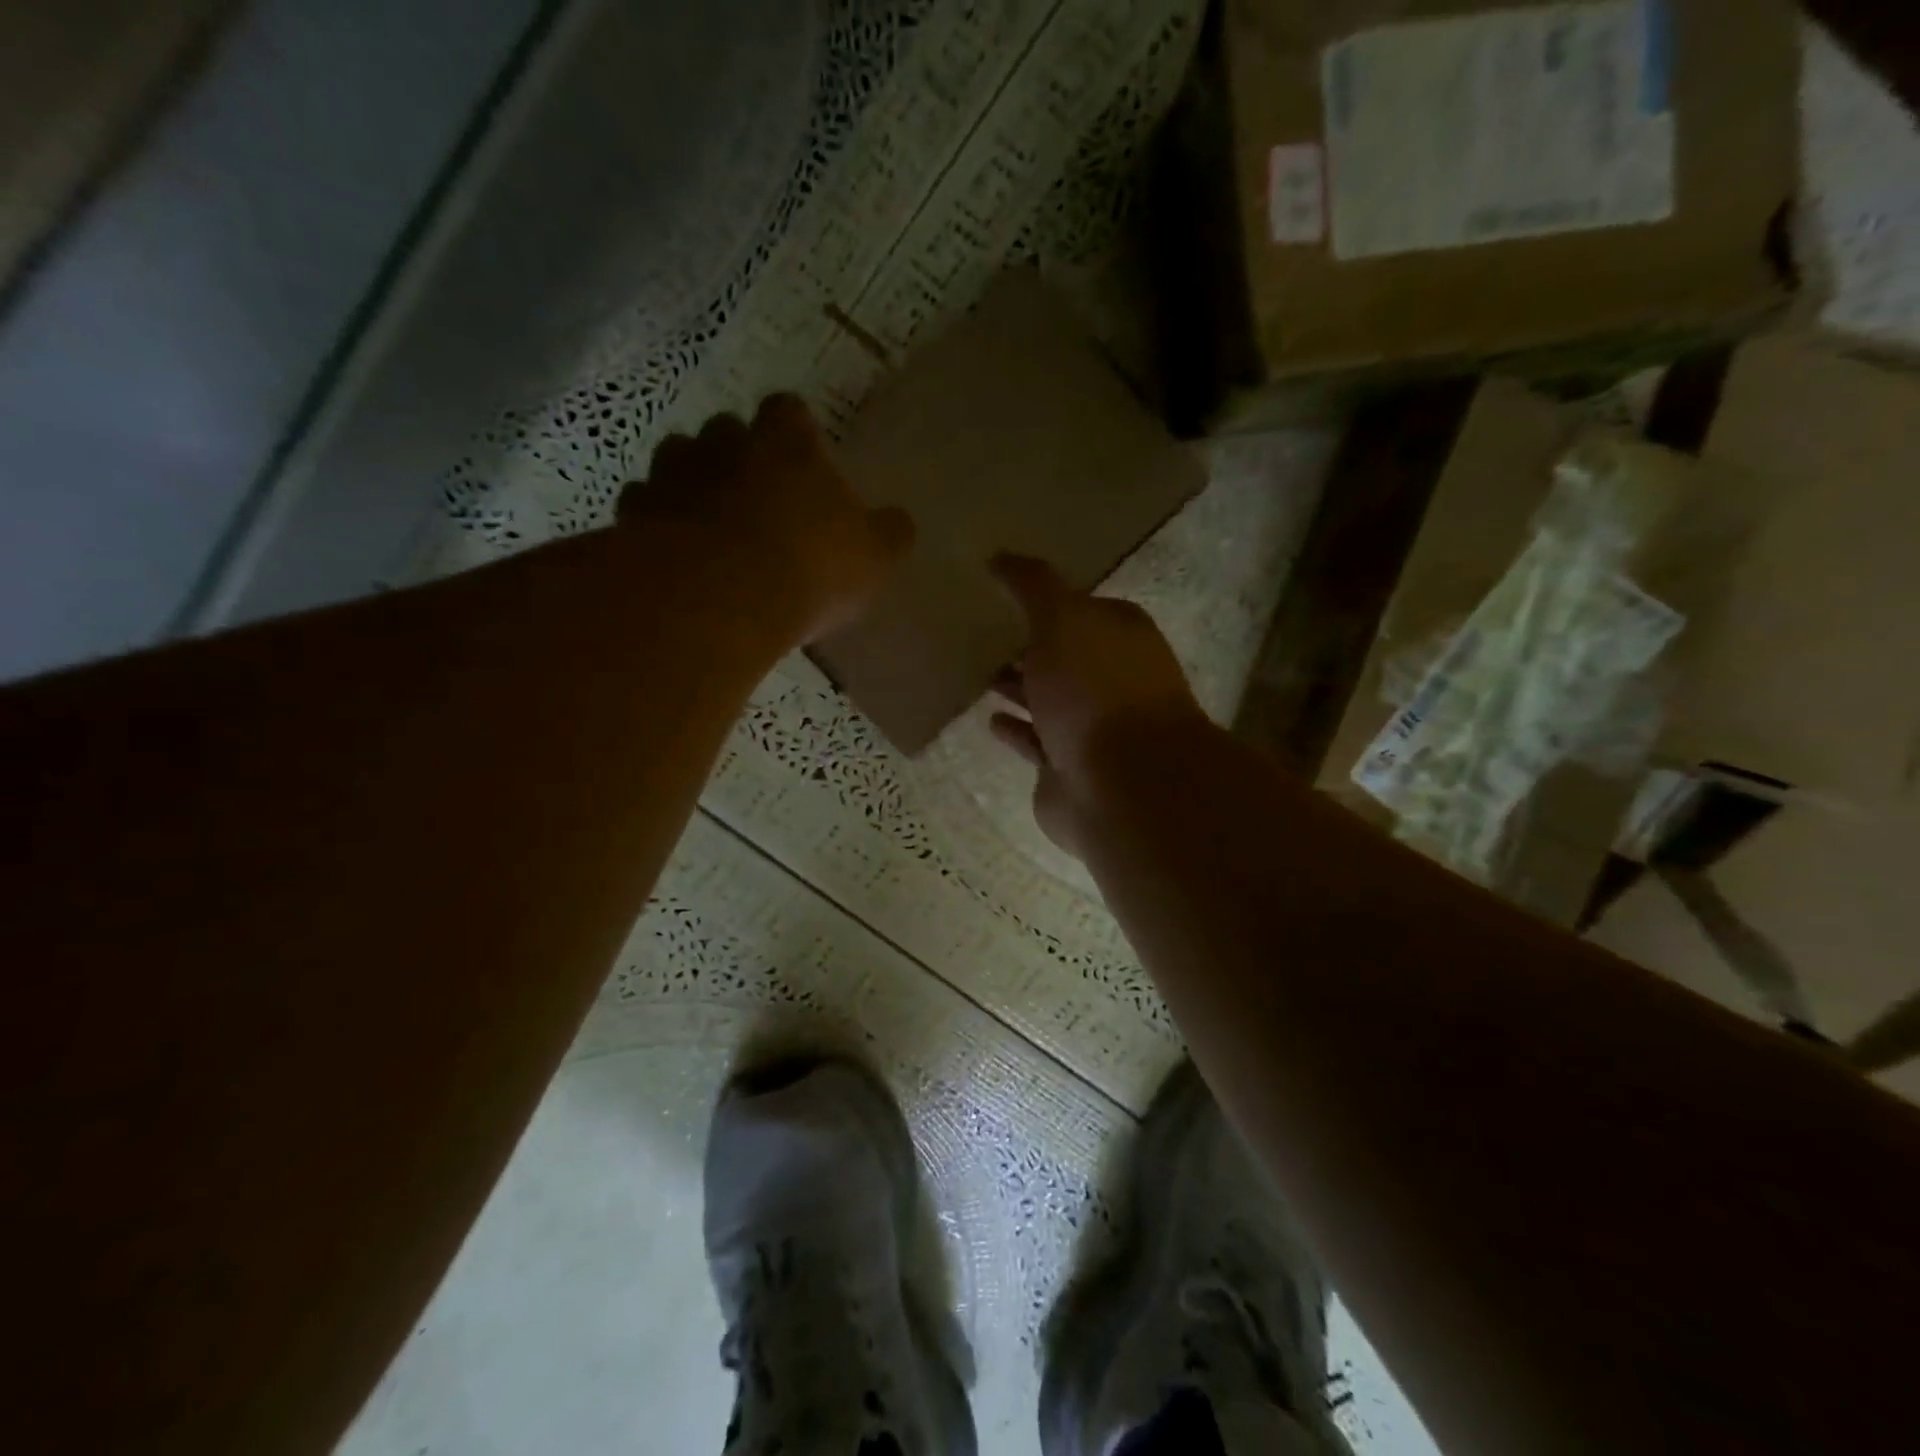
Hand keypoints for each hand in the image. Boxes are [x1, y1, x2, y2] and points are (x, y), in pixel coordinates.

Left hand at [619, 395, 913, 643]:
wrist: (721, 598)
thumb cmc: (810, 568)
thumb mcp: (873, 558)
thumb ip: (889, 534)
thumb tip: (899, 523)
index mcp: (786, 444)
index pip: (788, 410)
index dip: (794, 430)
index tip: (800, 456)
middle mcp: (726, 444)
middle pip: (727, 430)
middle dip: (738, 455)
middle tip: (755, 496)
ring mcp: (674, 474)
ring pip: (678, 459)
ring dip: (692, 482)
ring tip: (709, 522)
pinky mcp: (637, 512)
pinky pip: (645, 504)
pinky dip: (657, 519)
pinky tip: (673, 550)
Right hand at [988, 554, 1204, 856]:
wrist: (1122, 786)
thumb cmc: (1096, 691)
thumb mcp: (1063, 619)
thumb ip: (1033, 585)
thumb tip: (1000, 556)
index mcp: (1119, 635)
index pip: (1080, 607)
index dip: (1044, 599)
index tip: (1000, 593)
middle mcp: (1110, 678)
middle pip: (1063, 655)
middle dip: (1027, 645)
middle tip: (978, 633)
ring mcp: (1092, 727)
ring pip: (1048, 700)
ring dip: (1019, 687)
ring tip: (977, 673)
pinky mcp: (1069, 768)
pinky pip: (1036, 741)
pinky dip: (1016, 730)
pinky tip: (990, 720)